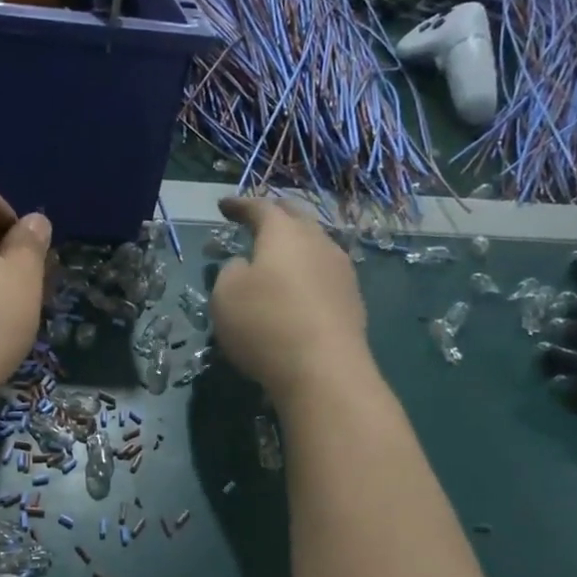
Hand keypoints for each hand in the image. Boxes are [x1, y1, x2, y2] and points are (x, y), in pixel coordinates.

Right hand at [211, 197, 369, 401]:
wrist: (325, 371)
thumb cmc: (265, 325)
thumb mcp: (225, 296)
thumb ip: (231, 271)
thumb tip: (246, 266)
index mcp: (284, 233)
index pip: (260, 207)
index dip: (240, 205)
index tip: (224, 206)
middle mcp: (318, 242)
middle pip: (296, 218)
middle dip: (274, 215)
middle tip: (256, 220)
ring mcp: (341, 271)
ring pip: (315, 245)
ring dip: (294, 245)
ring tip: (278, 256)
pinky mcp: (352, 300)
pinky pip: (324, 273)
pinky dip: (307, 273)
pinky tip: (299, 288)